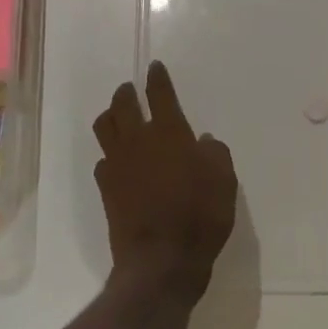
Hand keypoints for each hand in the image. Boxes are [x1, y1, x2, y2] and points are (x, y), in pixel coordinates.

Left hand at [93, 61, 237, 301]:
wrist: (161, 261)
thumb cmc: (200, 216)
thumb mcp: (224, 181)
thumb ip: (215, 154)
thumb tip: (203, 141)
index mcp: (169, 133)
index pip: (160, 94)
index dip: (157, 78)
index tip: (154, 67)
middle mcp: (138, 140)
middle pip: (123, 105)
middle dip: (126, 93)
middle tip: (129, 89)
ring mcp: (118, 164)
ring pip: (104, 127)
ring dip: (110, 116)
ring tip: (116, 116)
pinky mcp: (106, 188)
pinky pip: (103, 161)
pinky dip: (109, 155)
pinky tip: (116, 160)